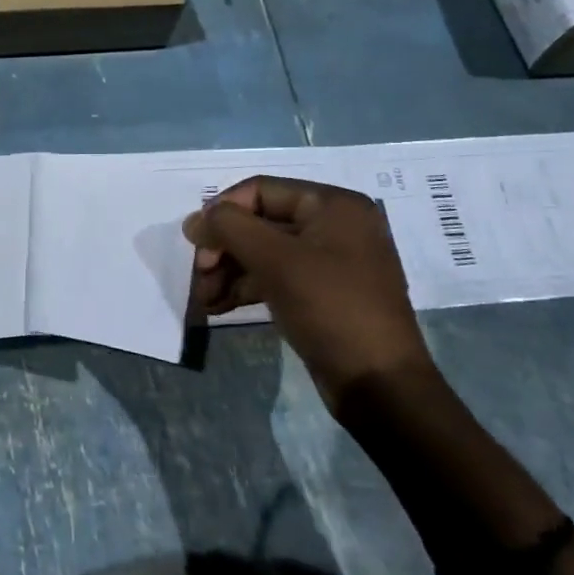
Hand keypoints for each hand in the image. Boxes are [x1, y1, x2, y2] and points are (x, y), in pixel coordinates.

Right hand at [182, 177, 434, 414]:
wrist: (378, 384)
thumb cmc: (329, 307)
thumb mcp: (275, 260)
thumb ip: (230, 228)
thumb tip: (196, 220)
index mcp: (333, 206)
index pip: (261, 190)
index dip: (222, 211)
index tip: (195, 242)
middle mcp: (334, 226)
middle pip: (260, 222)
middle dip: (224, 248)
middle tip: (199, 275)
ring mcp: (331, 261)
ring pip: (264, 252)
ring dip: (228, 271)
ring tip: (204, 299)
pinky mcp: (323, 293)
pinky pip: (276, 277)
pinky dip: (246, 288)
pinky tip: (219, 307)